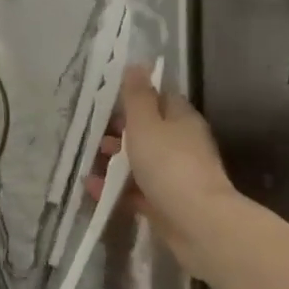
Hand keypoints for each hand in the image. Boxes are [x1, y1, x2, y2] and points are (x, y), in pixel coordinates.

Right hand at [89, 66, 237, 252]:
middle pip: (150, 131)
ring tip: (90, 162)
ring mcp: (176, 176)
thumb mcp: (146, 124)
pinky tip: (93, 189)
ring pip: (143, 162)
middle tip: (95, 134)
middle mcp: (183, 145)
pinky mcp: (168, 204)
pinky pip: (138, 191)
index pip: (161, 98)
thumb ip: (138, 96)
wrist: (198, 224)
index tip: (110, 99)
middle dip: (122, 132)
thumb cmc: (169, 165)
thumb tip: (137, 64)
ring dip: (117, 161)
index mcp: (182, 120)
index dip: (137, 96)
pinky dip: (117, 188)